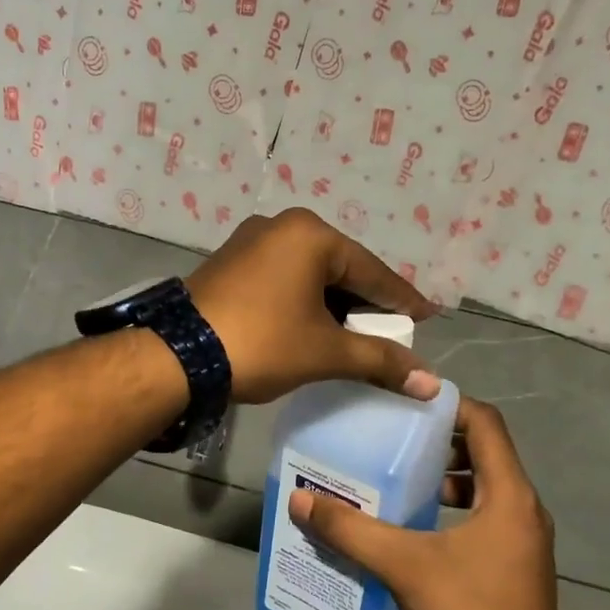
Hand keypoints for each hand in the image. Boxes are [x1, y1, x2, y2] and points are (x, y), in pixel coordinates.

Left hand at [186, 208, 440, 403]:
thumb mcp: (325, 352)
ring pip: (308, 274)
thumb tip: (431, 383)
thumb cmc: (262, 344)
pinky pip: (282, 277)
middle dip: (365, 303)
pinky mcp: (229, 261)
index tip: (428, 316)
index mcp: (310, 235)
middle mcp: (281, 226)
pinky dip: (303, 300)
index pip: (372, 271)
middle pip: (340, 268)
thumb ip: (380, 361)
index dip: (402, 300)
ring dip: (333, 303)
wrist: (177, 355)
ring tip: (355, 334)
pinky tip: (312, 324)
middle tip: (391, 331)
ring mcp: (250, 241)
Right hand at [289, 398, 562, 609]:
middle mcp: (523, 508)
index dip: (448, 404)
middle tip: (393, 438)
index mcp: (509, 494)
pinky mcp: (515, 565)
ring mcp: (522, 540)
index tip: (406, 402)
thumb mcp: (404, 565)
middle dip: (439, 441)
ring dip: (445, 477)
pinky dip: (452, 508)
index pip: (486, 422)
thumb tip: (301, 500)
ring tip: (398, 478)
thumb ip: (351, 530)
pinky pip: (483, 516)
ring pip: (484, 487)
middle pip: (484, 452)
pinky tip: (414, 526)